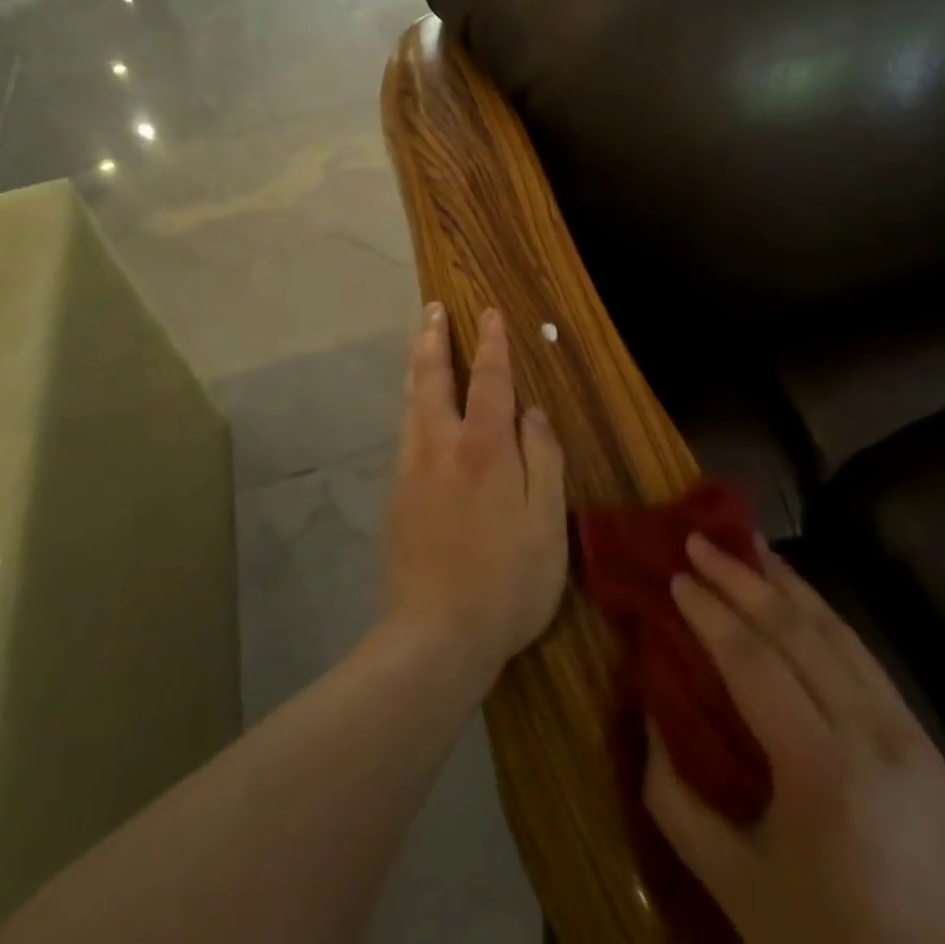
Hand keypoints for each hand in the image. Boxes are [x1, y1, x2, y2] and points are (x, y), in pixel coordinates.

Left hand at [382, 303, 567, 687]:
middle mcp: (441, 447)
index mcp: (484, 449)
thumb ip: (543, 459)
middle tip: (432, 309)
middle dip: (433, 339)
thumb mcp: (547, 522)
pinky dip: (411, 404)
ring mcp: (412, 470)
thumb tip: (533, 412)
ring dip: (415, 365)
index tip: (488, 313)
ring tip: (417, 340)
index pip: (489, 380)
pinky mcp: (397, 496)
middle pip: (432, 379)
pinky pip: (405, 433)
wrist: (436, 636)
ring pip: (410, 403)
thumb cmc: (508, 581)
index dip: (491, 344)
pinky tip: (415, 408)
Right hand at [644, 536, 944, 943]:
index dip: (710, 613)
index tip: (675, 575)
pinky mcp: (925, 739)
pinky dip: (822, 615)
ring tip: (746, 544)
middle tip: (699, 539)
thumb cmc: (821, 943)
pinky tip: (796, 595)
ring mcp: (908, 733)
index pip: (755, 663)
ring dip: (786, 583)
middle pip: (797, 632)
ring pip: (837, 632)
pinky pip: (863, 657)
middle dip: (741, 578)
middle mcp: (873, 736)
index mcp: (823, 772)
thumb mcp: (731, 884)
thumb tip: (648, 711)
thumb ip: (673, 797)